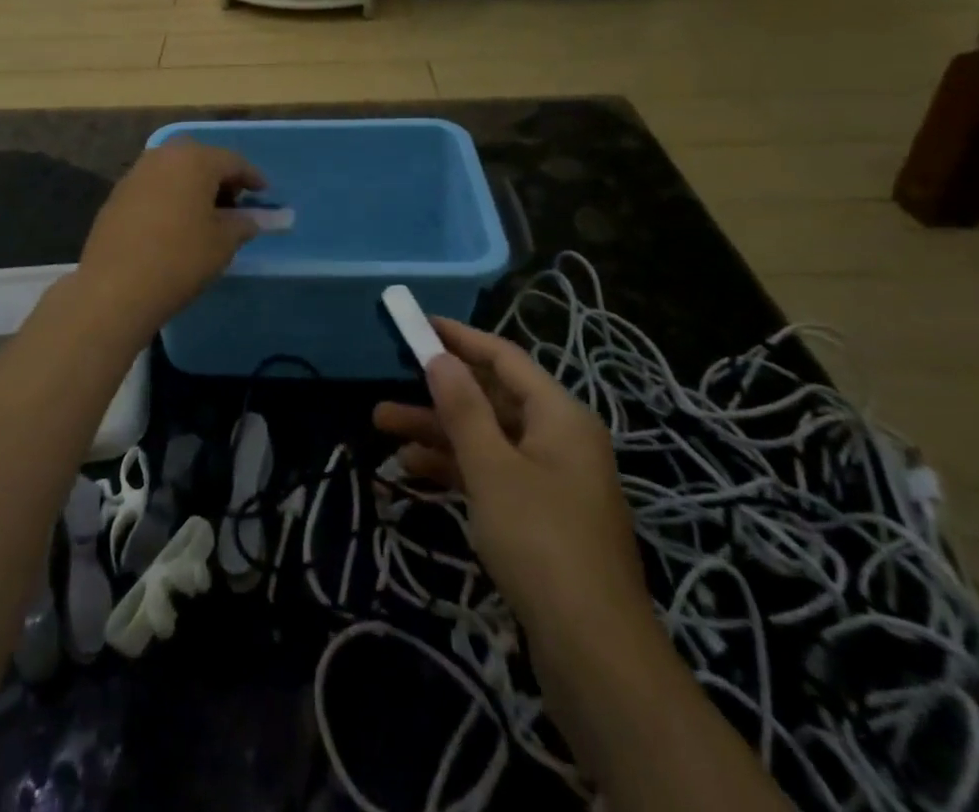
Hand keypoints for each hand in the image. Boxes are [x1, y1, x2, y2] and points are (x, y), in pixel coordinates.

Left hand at [75, 140, 265, 335]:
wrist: (115, 287)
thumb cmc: (180, 258)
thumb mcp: (223, 243)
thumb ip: (243, 224)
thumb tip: (253, 219)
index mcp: (194, 160)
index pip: (232, 161)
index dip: (252, 178)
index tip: (264, 194)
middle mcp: (163, 157)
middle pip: (199, 158)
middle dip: (218, 176)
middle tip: (233, 202)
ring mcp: (135, 174)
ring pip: (173, 170)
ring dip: (191, 185)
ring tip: (204, 215)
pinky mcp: (116, 195)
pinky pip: (153, 186)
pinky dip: (169, 196)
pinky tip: (174, 223)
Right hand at [373, 319, 660, 672]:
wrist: (595, 654)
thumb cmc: (540, 542)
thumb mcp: (491, 467)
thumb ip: (463, 406)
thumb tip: (440, 356)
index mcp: (560, 416)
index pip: (504, 358)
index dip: (460, 338)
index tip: (418, 323)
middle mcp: (559, 439)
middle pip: (491, 399)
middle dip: (438, 392)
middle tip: (388, 382)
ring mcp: (552, 481)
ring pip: (487, 438)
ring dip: (438, 431)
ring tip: (383, 426)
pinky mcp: (542, 518)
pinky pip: (493, 474)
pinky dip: (456, 467)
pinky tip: (413, 469)